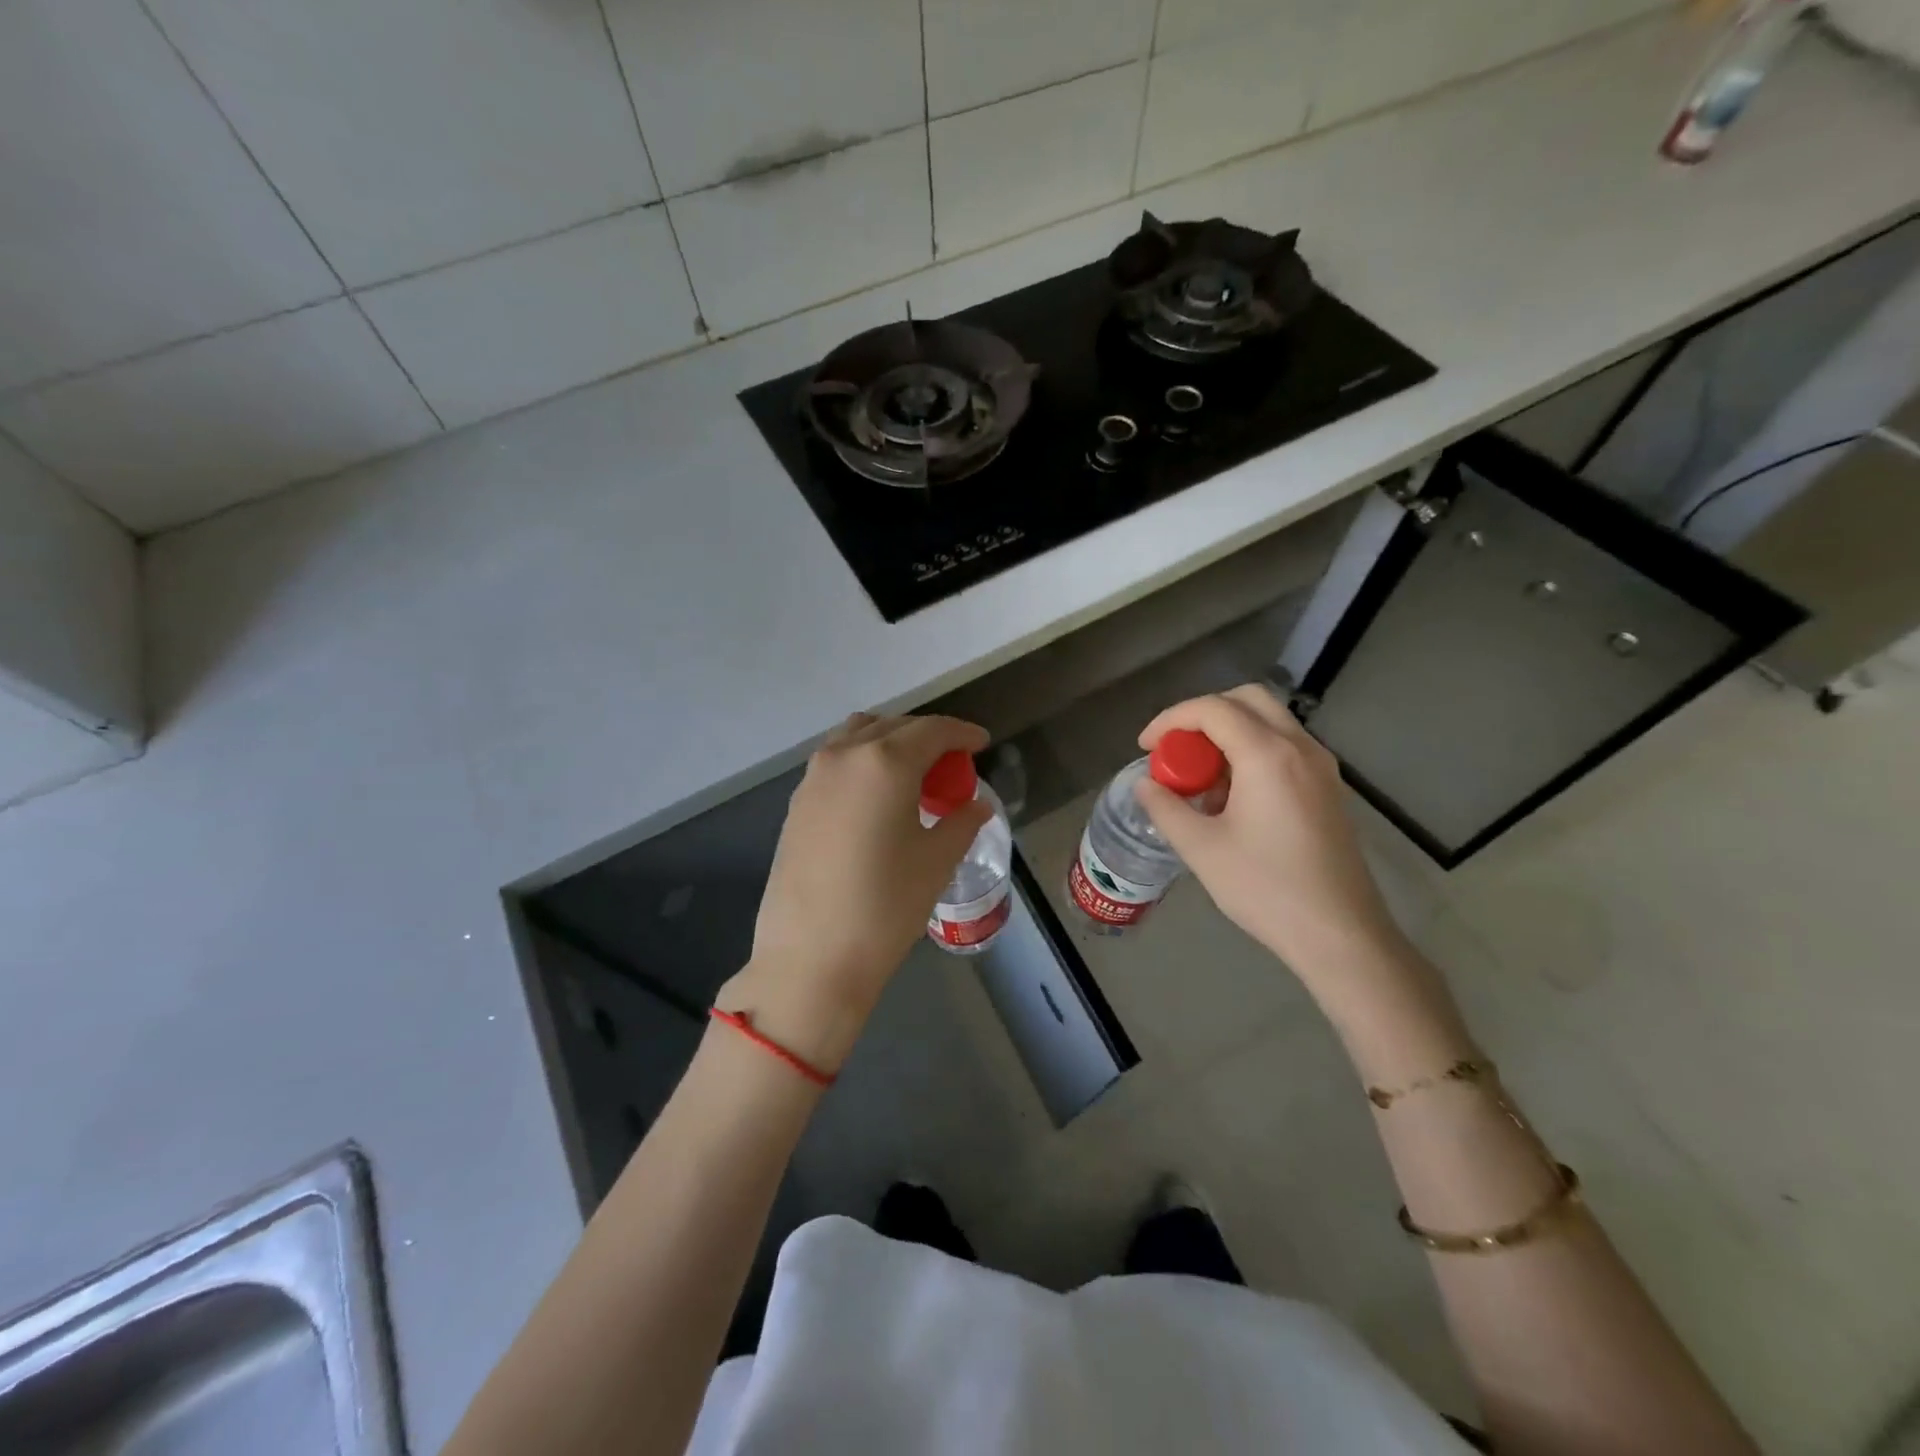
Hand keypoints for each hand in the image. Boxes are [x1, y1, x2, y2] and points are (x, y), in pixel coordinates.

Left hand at [720, 712, 991, 1073]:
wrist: (811, 955)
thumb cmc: (885, 906)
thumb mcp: (937, 861)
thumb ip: (962, 821)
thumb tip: (976, 804)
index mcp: (885, 761)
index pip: (933, 730)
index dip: (962, 733)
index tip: (981, 743)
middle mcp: (845, 755)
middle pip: (894, 726)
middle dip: (927, 737)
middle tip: (951, 764)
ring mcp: (814, 776)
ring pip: (858, 736)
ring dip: (890, 742)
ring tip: (913, 774)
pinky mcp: (797, 801)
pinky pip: (837, 761)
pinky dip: (863, 761)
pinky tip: (877, 796)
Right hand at [1134, 684, 1408, 987]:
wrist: (1340, 935)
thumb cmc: (1266, 889)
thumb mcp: (1201, 849)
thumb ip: (1165, 808)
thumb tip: (1145, 785)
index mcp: (1268, 755)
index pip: (1212, 709)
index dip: (1170, 719)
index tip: (1146, 748)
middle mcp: (1300, 748)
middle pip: (1247, 700)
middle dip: (1203, 716)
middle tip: (1176, 750)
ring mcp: (1321, 767)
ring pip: (1269, 722)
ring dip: (1229, 734)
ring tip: (1201, 779)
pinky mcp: (1329, 789)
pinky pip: (1285, 748)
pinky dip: (1252, 752)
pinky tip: (1234, 798)